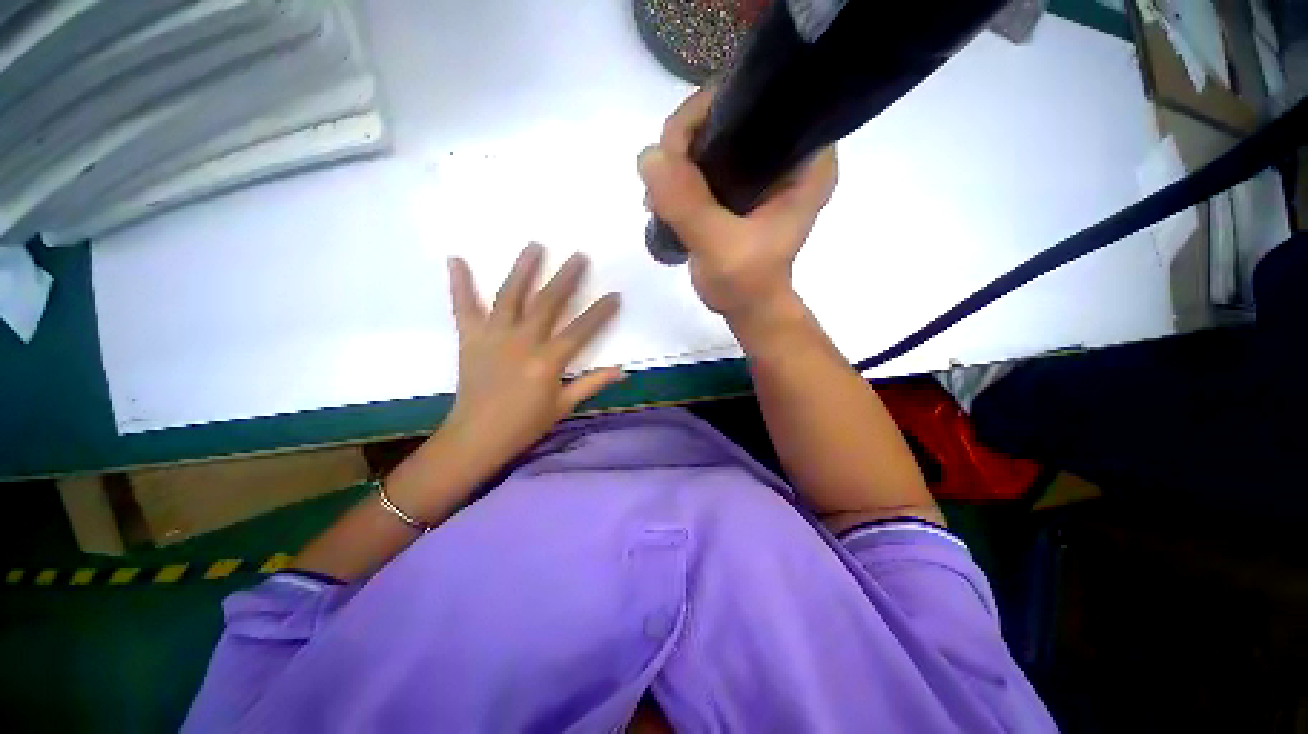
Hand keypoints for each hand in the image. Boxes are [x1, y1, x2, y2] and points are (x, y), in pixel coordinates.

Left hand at [441, 243, 623, 479]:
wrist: (476, 437)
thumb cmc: (524, 425)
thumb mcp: (563, 406)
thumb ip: (592, 383)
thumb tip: (622, 371)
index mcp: (547, 361)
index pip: (580, 330)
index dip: (600, 312)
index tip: (614, 296)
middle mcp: (522, 341)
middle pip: (548, 302)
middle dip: (566, 278)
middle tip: (579, 256)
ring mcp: (493, 336)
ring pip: (510, 295)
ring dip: (523, 269)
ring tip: (535, 245)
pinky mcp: (469, 338)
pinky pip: (464, 307)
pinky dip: (459, 284)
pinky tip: (456, 259)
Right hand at [636, 87, 837, 330]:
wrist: (746, 308)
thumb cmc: (746, 284)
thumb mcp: (719, 247)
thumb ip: (688, 204)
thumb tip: (649, 156)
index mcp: (806, 161)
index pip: (762, 100)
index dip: (713, 110)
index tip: (678, 145)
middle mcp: (788, 155)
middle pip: (730, 113)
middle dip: (688, 137)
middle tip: (662, 175)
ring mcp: (762, 170)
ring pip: (713, 135)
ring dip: (679, 157)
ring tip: (659, 193)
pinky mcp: (741, 185)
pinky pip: (706, 160)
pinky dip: (681, 172)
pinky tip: (663, 196)